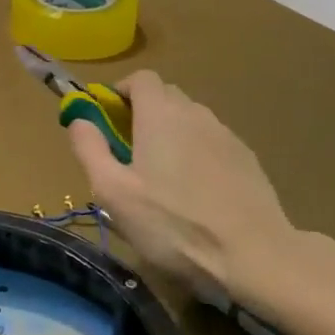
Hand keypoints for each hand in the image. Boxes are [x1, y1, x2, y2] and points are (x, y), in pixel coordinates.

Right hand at [68, 71, 334, 324]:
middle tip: (129, 151)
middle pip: (165, 96)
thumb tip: (79, 118)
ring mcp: (226, 134)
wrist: (254, 255)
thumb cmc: (173, 224)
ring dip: (171, 133)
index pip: (140, 78)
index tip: (108, 119)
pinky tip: (196, 191)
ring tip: (162, 176)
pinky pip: (212, 142)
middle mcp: (195, 113)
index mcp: (161, 114)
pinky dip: (197, 152)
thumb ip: (89, 148)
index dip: (120, 92)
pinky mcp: (247, 159)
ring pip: (190, 119)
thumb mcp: (113, 192)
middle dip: (143, 112)